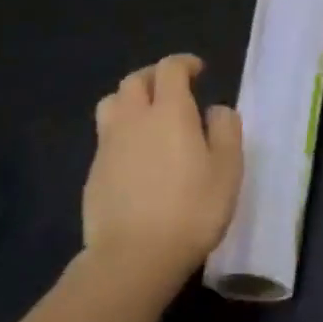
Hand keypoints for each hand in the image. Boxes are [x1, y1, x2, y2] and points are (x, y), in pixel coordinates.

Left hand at [85, 54, 242, 293]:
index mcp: (170, 111)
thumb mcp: (228, 169)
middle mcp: (134, 119)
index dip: (184, 63)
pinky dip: (121, 132)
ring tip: (147, 115)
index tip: (198, 71)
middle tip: (172, 89)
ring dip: (130, 100)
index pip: (170, 69)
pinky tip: (136, 156)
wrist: (133, 258)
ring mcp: (108, 146)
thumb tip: (215, 110)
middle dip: (154, 76)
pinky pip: (106, 137)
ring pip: (112, 104)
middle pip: (135, 81)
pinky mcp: (94, 174)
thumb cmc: (192, 209)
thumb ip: (226, 130)